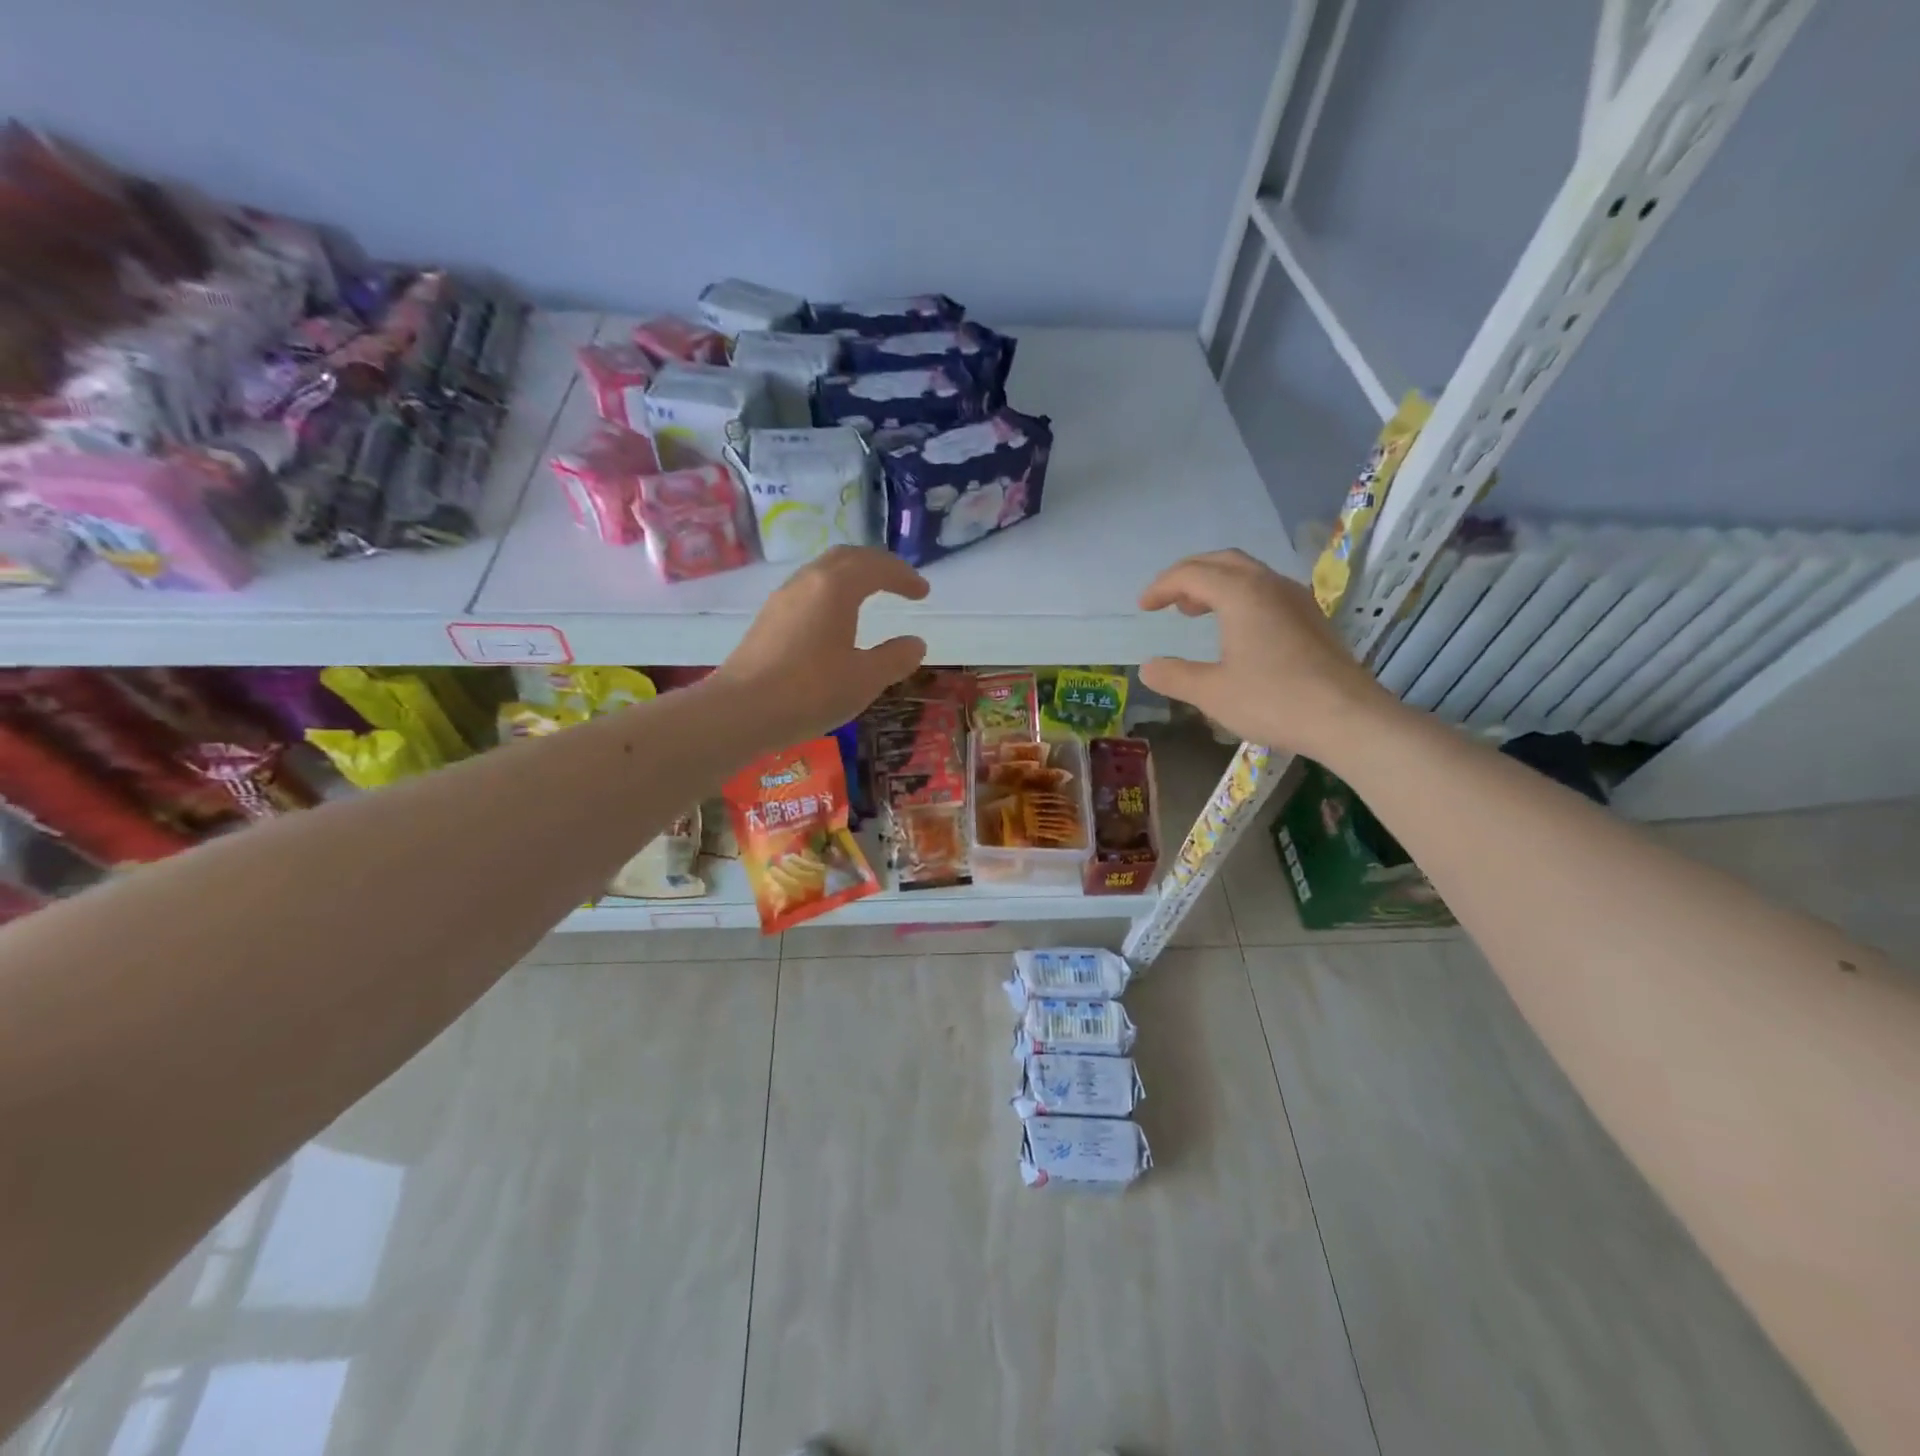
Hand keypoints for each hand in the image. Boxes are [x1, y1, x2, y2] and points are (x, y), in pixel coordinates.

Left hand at [715, 546, 929, 745]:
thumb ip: (895, 658)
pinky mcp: (767, 620)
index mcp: (835, 587)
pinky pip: (807, 591)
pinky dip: (832, 593)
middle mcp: (807, 582)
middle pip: (847, 557)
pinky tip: (834, 620)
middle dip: (877, 565)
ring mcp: (782, 599)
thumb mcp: (865, 679)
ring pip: (822, 572)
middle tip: (899, 582)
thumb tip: (915, 643)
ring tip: (869, 596)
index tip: (923, 592)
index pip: (877, 566)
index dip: (904, 576)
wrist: (739, 711)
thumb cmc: (810, 692)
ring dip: (851, 576)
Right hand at [1137, 549, 1392, 758]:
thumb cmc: (1274, 700)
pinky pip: (1267, 590)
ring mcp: (1296, 600)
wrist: (1348, 718)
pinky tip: (1236, 628)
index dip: (1162, 586)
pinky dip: (1239, 597)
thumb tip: (1148, 667)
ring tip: (1195, 611)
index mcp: (1241, 594)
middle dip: (1189, 575)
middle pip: (1223, 562)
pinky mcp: (1312, 619)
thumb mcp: (1212, 693)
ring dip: (1216, 584)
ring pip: (1248, 574)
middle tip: (1167, 600)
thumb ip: (1175, 676)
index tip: (1143, 608)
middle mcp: (1270, 585)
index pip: (1192, 574)